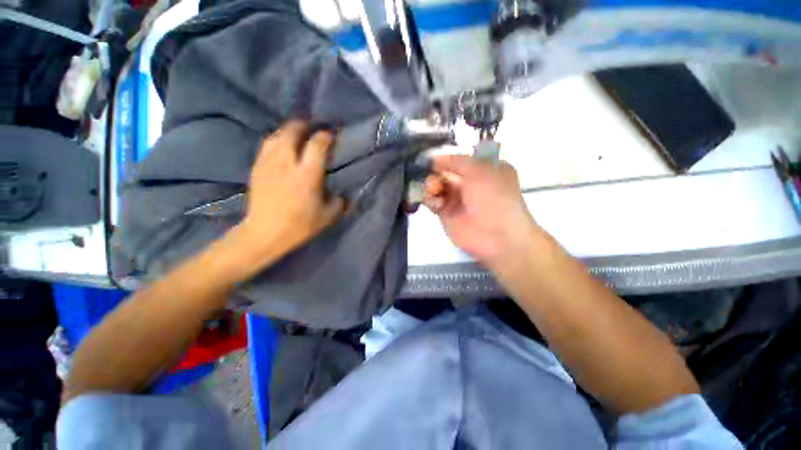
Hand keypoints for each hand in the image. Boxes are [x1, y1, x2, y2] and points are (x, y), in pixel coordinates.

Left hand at [240, 121, 344, 259]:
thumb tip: (341, 194)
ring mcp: (269, 164)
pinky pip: (266, 146)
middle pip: (292, 132)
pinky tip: (281, 146)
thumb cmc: (299, 226)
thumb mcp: (327, 216)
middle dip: (303, 125)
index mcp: (307, 175)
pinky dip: (276, 140)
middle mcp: (287, 164)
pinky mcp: (256, 168)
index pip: (317, 145)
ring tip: (296, 134)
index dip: (325, 136)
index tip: (331, 136)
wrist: (264, 233)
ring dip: (288, 131)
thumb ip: (338, 202)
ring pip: (276, 135)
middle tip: (311, 128)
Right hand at [424, 155, 540, 267]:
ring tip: (434, 191)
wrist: (497, 236)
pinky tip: (436, 204)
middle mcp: (468, 182)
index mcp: (481, 169)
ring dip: (430, 185)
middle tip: (432, 177)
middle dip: (433, 172)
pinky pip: (432, 201)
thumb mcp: (480, 170)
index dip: (442, 158)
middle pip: (443, 172)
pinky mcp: (445, 213)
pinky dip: (430, 200)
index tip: (427, 158)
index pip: (456, 159)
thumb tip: (435, 158)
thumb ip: (456, 160)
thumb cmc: (493, 197)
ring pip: (435, 186)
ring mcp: (455, 199)